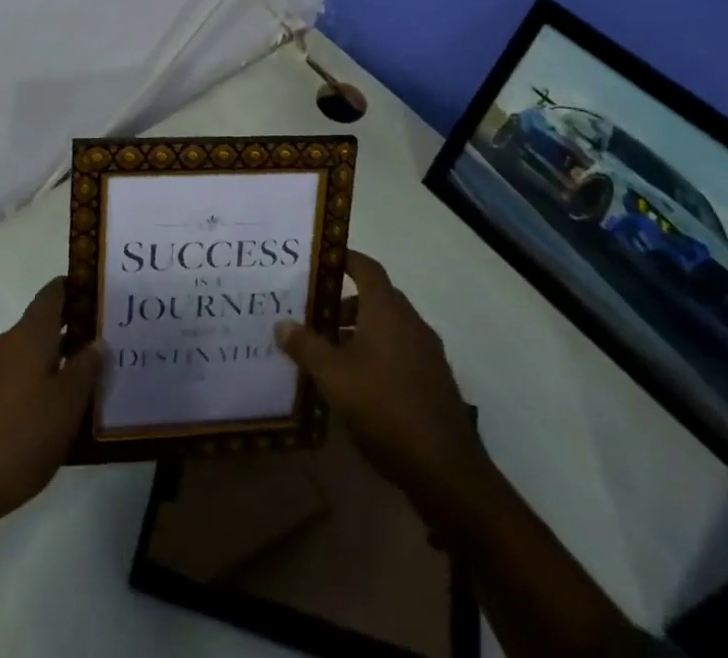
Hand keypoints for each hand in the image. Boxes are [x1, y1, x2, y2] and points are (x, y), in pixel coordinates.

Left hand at [0, 277, 102, 542]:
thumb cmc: (16, 440)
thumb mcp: (65, 407)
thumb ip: (85, 370)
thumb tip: (97, 341)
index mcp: (28, 335)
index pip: (53, 293)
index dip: (76, 289)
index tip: (100, 299)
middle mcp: (3, 344)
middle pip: (40, 328)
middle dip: (69, 337)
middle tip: (100, 356)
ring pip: (24, 359)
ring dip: (49, 368)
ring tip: (77, 395)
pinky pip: (8, 384)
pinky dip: (28, 392)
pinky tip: (42, 424)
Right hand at [275, 251, 485, 517]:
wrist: (444, 468)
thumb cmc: (383, 407)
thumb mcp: (333, 377)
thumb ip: (306, 347)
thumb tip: (282, 324)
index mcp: (387, 310)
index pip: (367, 268)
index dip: (344, 259)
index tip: (322, 261)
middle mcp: (411, 322)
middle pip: (376, 298)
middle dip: (345, 303)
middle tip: (315, 315)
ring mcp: (427, 352)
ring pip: (389, 327)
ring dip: (361, 331)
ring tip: (331, 353)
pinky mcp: (435, 380)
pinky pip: (401, 351)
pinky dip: (378, 353)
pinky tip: (359, 383)